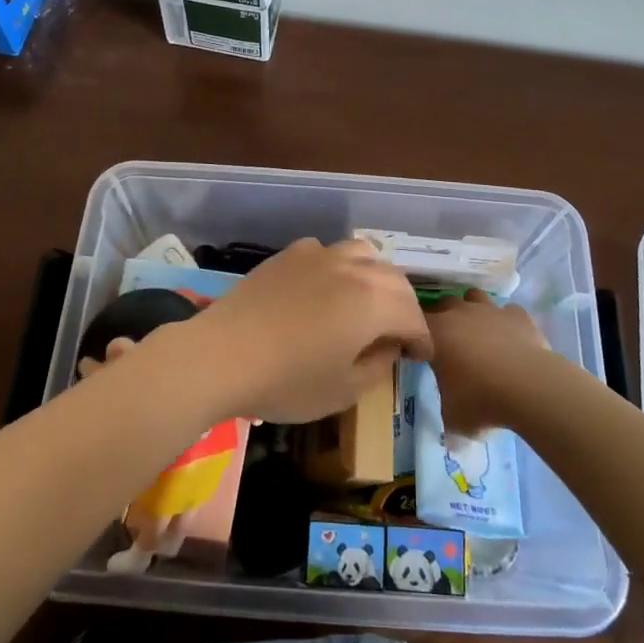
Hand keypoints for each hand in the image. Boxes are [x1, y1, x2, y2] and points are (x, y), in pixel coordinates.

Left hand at [163, 238, 432, 423]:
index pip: (412, 314)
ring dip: (375, 277)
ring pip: (363, 254)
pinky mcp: (289, 254)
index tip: (421, 356)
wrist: (222, 355)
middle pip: (393, 278)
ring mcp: (318, 255)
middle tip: (399, 331)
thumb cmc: (288, 381)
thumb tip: (389, 347)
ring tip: (367, 301)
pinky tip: (325, 287)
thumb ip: (377, 365)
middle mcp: (352, 268)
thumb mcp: (343, 390)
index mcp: (373, 302)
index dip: (422, 337)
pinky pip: (327, 252)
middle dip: (404, 304)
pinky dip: (339, 267)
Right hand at [424, 289, 550, 433]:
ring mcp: (490, 309)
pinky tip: (511, 339)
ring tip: (479, 334)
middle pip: (444, 303)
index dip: (418, 335)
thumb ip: (447, 414)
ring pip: (475, 297)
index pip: (415, 322)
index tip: (422, 352)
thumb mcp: (454, 418)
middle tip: (451, 343)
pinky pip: (508, 312)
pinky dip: (506, 322)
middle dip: (445, 318)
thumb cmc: (481, 400)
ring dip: (473, 310)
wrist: (530, 387)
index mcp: (435, 332)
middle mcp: (459, 312)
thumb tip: (450, 430)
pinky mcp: (518, 315)